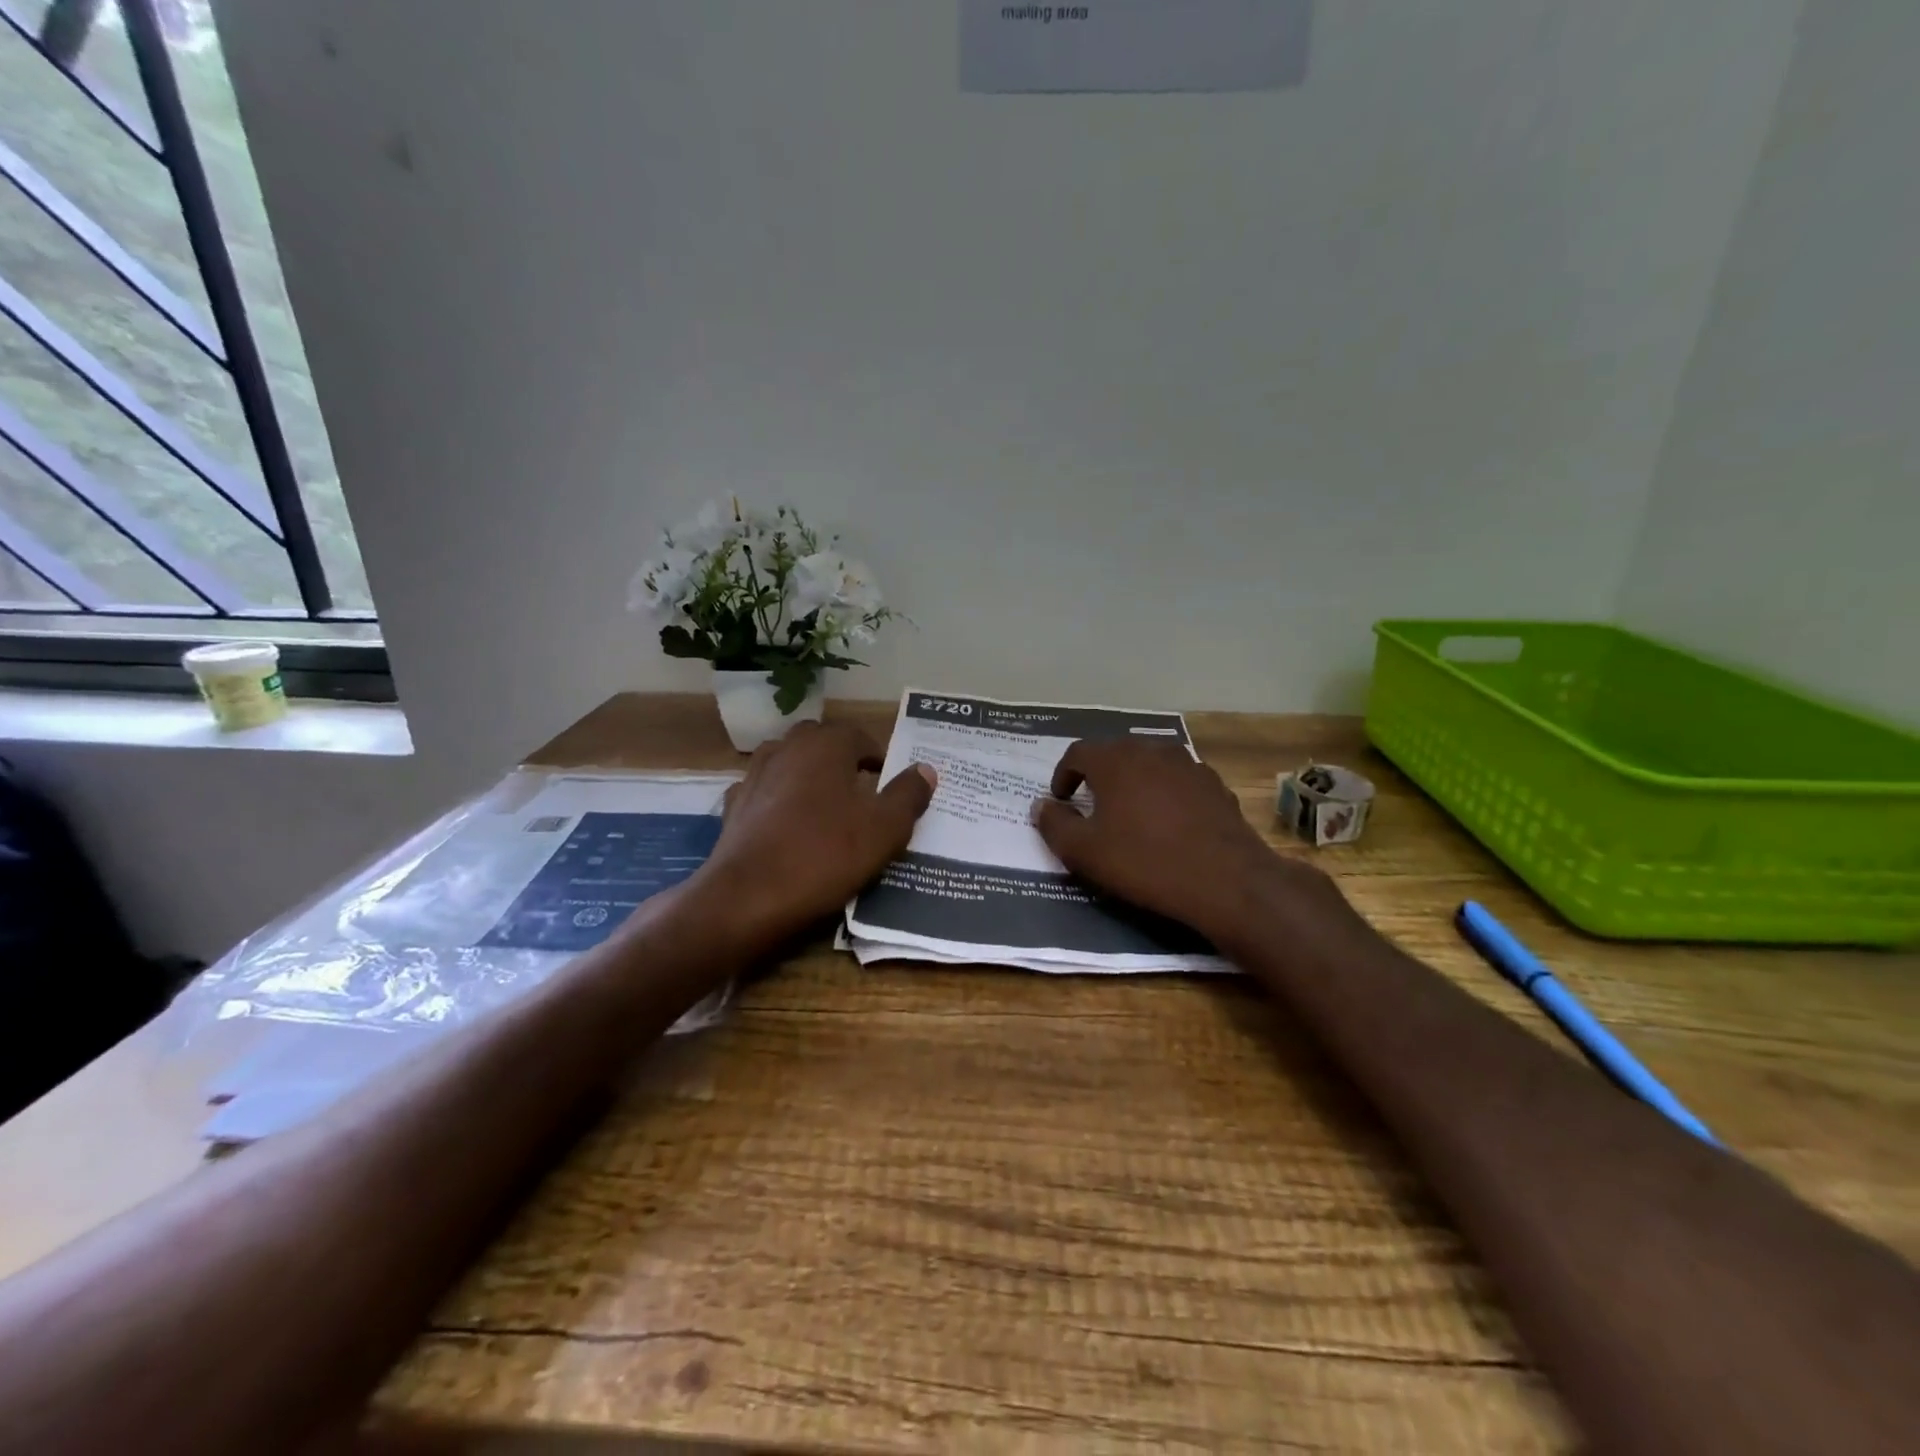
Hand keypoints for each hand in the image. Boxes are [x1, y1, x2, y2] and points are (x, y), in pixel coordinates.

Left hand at [694, 720, 935, 949]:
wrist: (747, 897)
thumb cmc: (825, 856)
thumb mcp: (884, 830)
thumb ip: (908, 795)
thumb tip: (925, 769)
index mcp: (826, 745)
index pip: (860, 737)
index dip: (879, 759)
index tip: (889, 786)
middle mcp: (787, 748)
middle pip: (821, 743)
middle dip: (842, 762)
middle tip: (861, 794)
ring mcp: (754, 776)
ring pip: (789, 763)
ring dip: (808, 777)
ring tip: (825, 808)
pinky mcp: (734, 806)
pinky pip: (764, 793)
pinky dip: (778, 801)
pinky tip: (787, 826)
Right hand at [1032, 738, 1326, 943]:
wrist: (1227, 881)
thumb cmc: (1145, 862)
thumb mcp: (1084, 852)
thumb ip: (1055, 825)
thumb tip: (1042, 806)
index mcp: (1115, 760)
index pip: (1077, 753)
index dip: (1063, 775)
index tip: (1060, 800)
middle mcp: (1151, 750)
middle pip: (1114, 753)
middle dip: (1098, 775)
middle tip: (1090, 805)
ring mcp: (1188, 764)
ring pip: (1148, 765)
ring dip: (1132, 782)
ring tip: (1128, 813)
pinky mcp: (1215, 785)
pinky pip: (1177, 781)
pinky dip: (1163, 794)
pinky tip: (1167, 824)